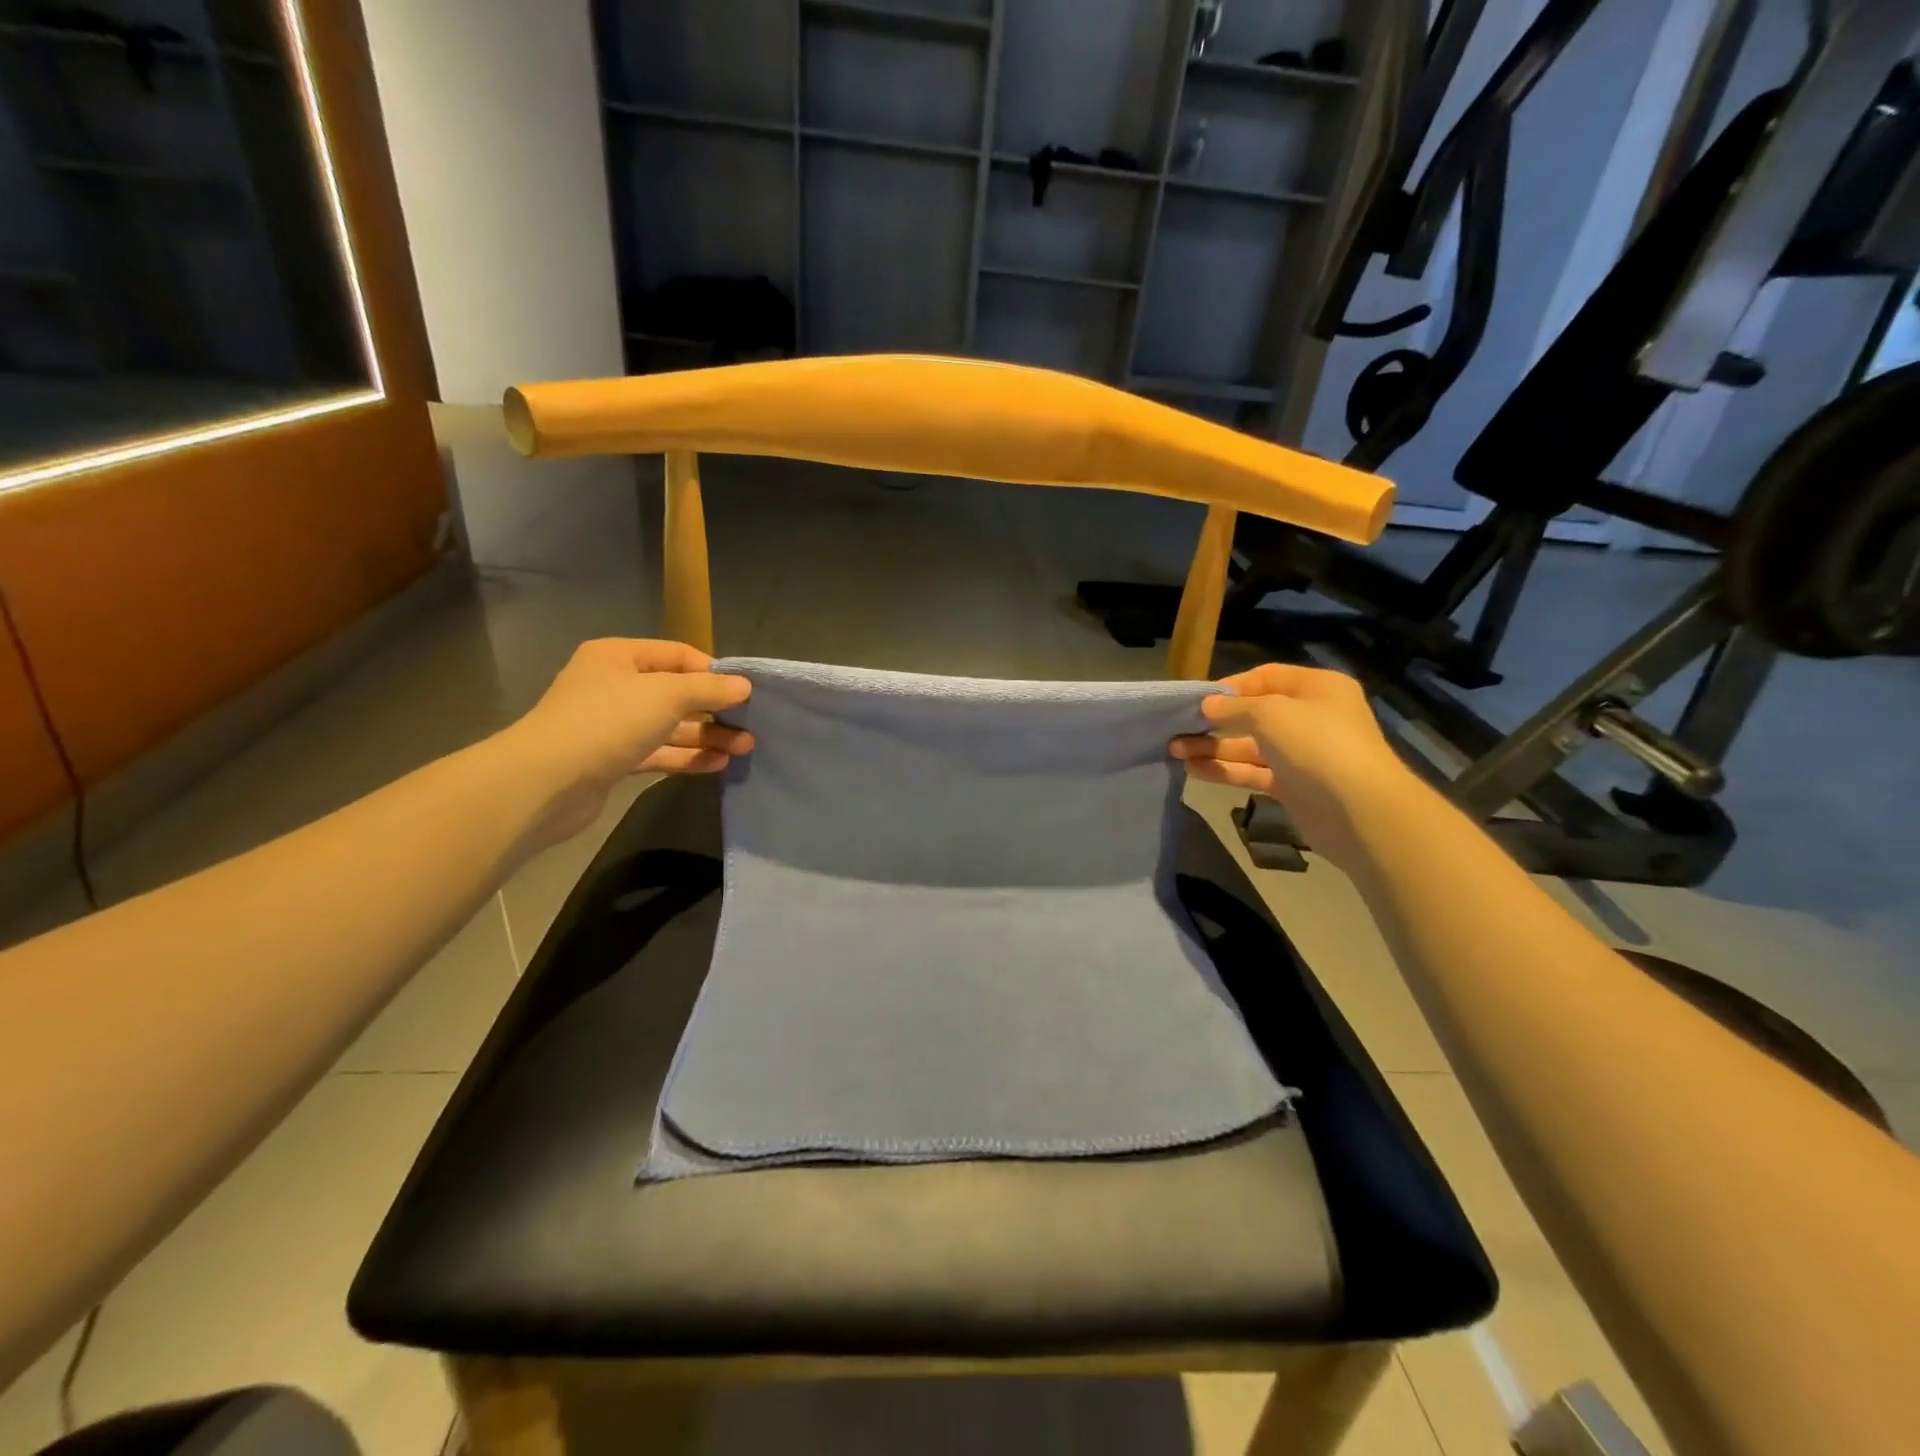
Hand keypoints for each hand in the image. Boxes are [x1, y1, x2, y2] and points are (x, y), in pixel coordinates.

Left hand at [500, 639, 751, 844]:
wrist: (547, 782)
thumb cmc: (608, 722)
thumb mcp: (666, 695)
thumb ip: (708, 689)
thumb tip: (744, 685)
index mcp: (619, 656)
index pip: (678, 655)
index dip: (713, 671)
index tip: (746, 692)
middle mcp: (614, 685)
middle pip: (676, 693)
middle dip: (715, 709)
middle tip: (751, 724)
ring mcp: (612, 724)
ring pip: (670, 726)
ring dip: (707, 735)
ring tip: (745, 747)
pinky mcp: (613, 759)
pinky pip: (659, 751)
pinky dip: (687, 756)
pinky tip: (718, 764)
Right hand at [1171, 663, 1413, 870]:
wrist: (1359, 810)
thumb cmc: (1316, 744)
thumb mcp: (1270, 713)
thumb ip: (1234, 708)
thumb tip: (1208, 705)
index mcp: (1317, 688)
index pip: (1266, 677)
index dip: (1232, 686)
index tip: (1199, 699)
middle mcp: (1311, 717)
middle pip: (1254, 714)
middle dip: (1215, 721)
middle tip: (1178, 727)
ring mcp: (1302, 754)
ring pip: (1249, 746)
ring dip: (1213, 747)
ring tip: (1174, 750)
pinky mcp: (1293, 786)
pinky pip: (1252, 772)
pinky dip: (1225, 770)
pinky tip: (1193, 769)